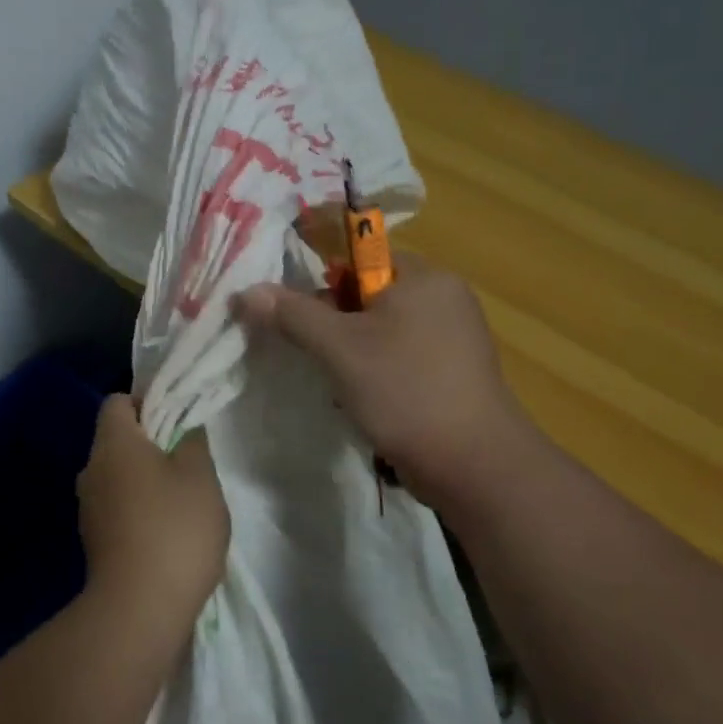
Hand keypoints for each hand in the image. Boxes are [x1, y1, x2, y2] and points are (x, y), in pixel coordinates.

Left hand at [76, 395, 229, 624]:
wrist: (139, 611)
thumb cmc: (173, 528)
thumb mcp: (200, 475)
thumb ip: (193, 441)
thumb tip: (184, 428)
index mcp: (113, 444)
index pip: (118, 402)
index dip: (147, 402)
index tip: (177, 420)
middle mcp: (91, 470)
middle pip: (118, 440)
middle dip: (152, 444)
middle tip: (188, 460)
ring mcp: (89, 509)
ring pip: (119, 476)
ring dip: (147, 481)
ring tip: (183, 501)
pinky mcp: (94, 542)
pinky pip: (118, 508)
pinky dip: (139, 511)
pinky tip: (168, 533)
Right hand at [233, 254, 536, 509]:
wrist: (474, 465)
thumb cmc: (405, 390)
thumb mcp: (339, 349)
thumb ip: (293, 315)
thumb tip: (248, 291)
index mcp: (425, 276)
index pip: (362, 258)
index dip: (326, 284)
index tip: (305, 319)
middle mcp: (445, 297)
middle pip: (372, 295)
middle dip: (338, 325)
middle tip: (320, 356)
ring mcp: (456, 337)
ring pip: (385, 331)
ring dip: (356, 354)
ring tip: (343, 385)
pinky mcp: (457, 373)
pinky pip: (405, 357)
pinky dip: (381, 372)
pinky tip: (370, 401)